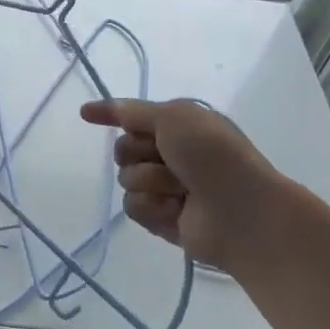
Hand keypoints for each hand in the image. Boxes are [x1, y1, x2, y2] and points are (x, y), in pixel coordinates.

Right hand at [79, 98, 299, 270]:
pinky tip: (176, 211)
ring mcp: (167, 189)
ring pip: (126, 180)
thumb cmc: (214, 156)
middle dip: (138, 154)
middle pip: (123, 150)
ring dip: (150, 182)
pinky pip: (133, 208)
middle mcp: (172, 156)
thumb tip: (93, 108)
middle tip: (167, 160)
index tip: (85, 114)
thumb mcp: (175, 117)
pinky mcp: (162, 219)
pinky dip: (153, 207)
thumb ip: (133, 112)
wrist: (243, 211)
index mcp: (179, 128)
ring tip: (181, 191)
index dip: (111, 114)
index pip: (133, 118)